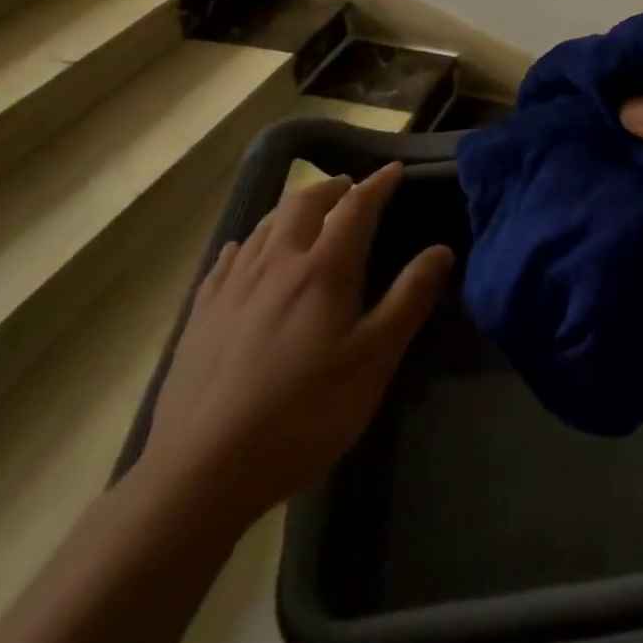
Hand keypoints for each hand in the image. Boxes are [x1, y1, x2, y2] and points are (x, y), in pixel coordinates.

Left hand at [136, 163, 452, 529]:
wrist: (201, 472)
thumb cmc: (303, 414)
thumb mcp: (373, 361)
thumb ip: (409, 299)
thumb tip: (441, 250)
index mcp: (323, 270)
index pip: (355, 208)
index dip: (377, 184)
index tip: (394, 170)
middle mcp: (276, 264)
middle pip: (303, 205)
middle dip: (331, 188)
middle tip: (349, 187)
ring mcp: (232, 288)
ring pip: (264, 226)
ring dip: (291, 207)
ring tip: (305, 209)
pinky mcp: (201, 316)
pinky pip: (226, 261)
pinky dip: (246, 243)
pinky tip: (244, 250)